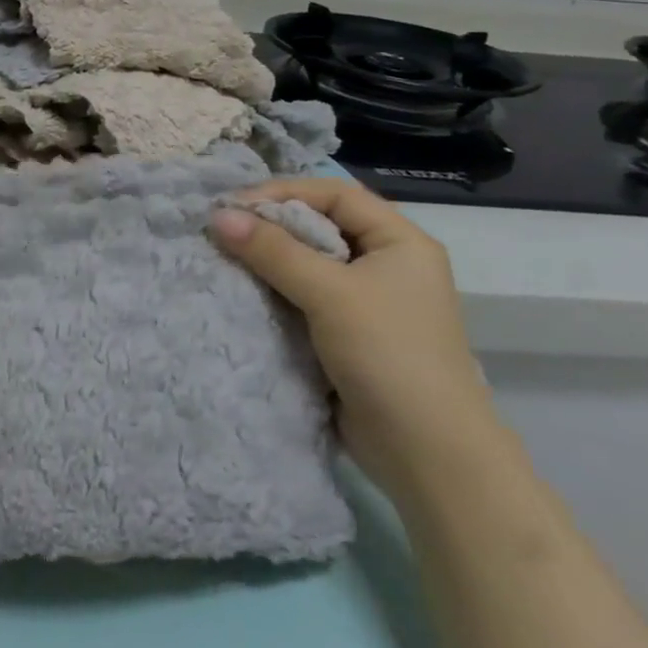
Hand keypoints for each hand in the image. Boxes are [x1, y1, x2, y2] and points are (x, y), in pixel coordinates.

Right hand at [209, 179, 501, 498]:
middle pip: (321, 226)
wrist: (429, 455)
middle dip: (272, 225)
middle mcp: (387, 264)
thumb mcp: (329, 293)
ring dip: (269, 259)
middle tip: (224, 230)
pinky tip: (245, 292)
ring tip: (225, 257)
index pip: (335, 195)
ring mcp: (369, 302)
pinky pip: (306, 297)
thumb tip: (219, 216)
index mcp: (400, 242)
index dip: (284, 192)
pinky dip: (276, 291)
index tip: (234, 205)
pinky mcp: (351, 335)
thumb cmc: (388, 355)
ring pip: (310, 263)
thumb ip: (274, 251)